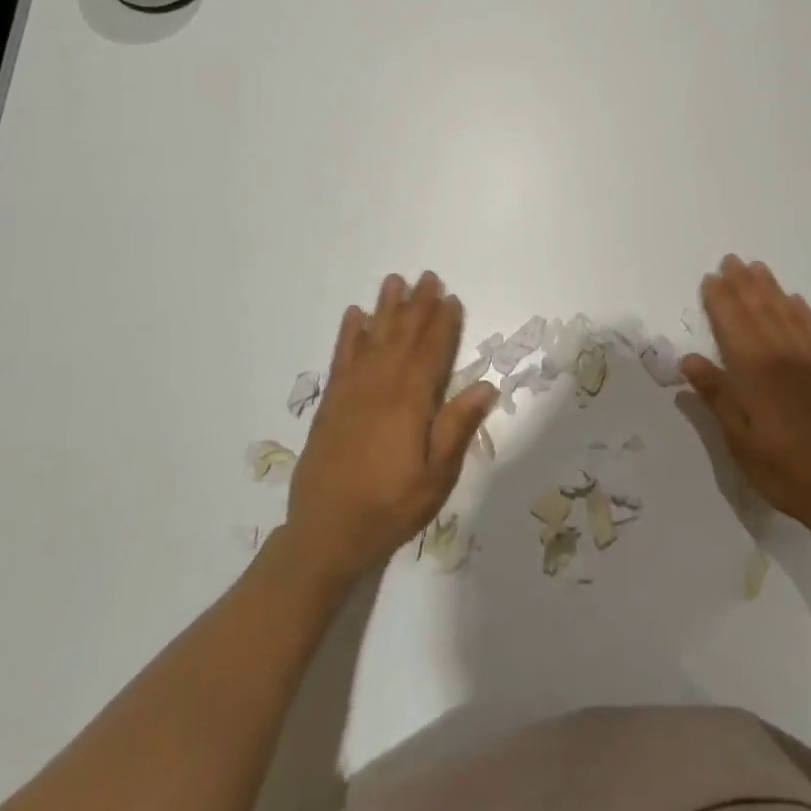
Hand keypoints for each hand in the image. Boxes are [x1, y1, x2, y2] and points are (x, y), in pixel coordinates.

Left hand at [286, 271, 495, 585]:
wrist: (325, 535)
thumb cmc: (390, 508)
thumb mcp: (435, 479)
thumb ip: (457, 428)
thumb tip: (486, 385)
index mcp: (410, 405)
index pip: (431, 354)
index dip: (443, 325)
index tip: (452, 298)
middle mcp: (380, 389)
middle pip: (403, 338)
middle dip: (418, 306)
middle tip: (428, 276)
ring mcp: (351, 393)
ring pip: (373, 340)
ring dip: (385, 309)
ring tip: (394, 281)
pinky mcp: (331, 404)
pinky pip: (341, 359)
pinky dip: (349, 335)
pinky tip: (354, 315)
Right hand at [680, 255, 810, 538]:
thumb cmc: (781, 469)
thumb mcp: (738, 440)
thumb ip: (716, 396)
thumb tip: (689, 359)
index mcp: (755, 372)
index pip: (732, 324)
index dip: (720, 299)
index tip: (709, 278)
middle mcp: (783, 356)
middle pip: (759, 310)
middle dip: (743, 284)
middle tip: (730, 260)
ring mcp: (810, 361)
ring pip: (786, 313)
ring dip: (770, 288)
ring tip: (757, 267)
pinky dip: (802, 311)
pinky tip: (795, 299)